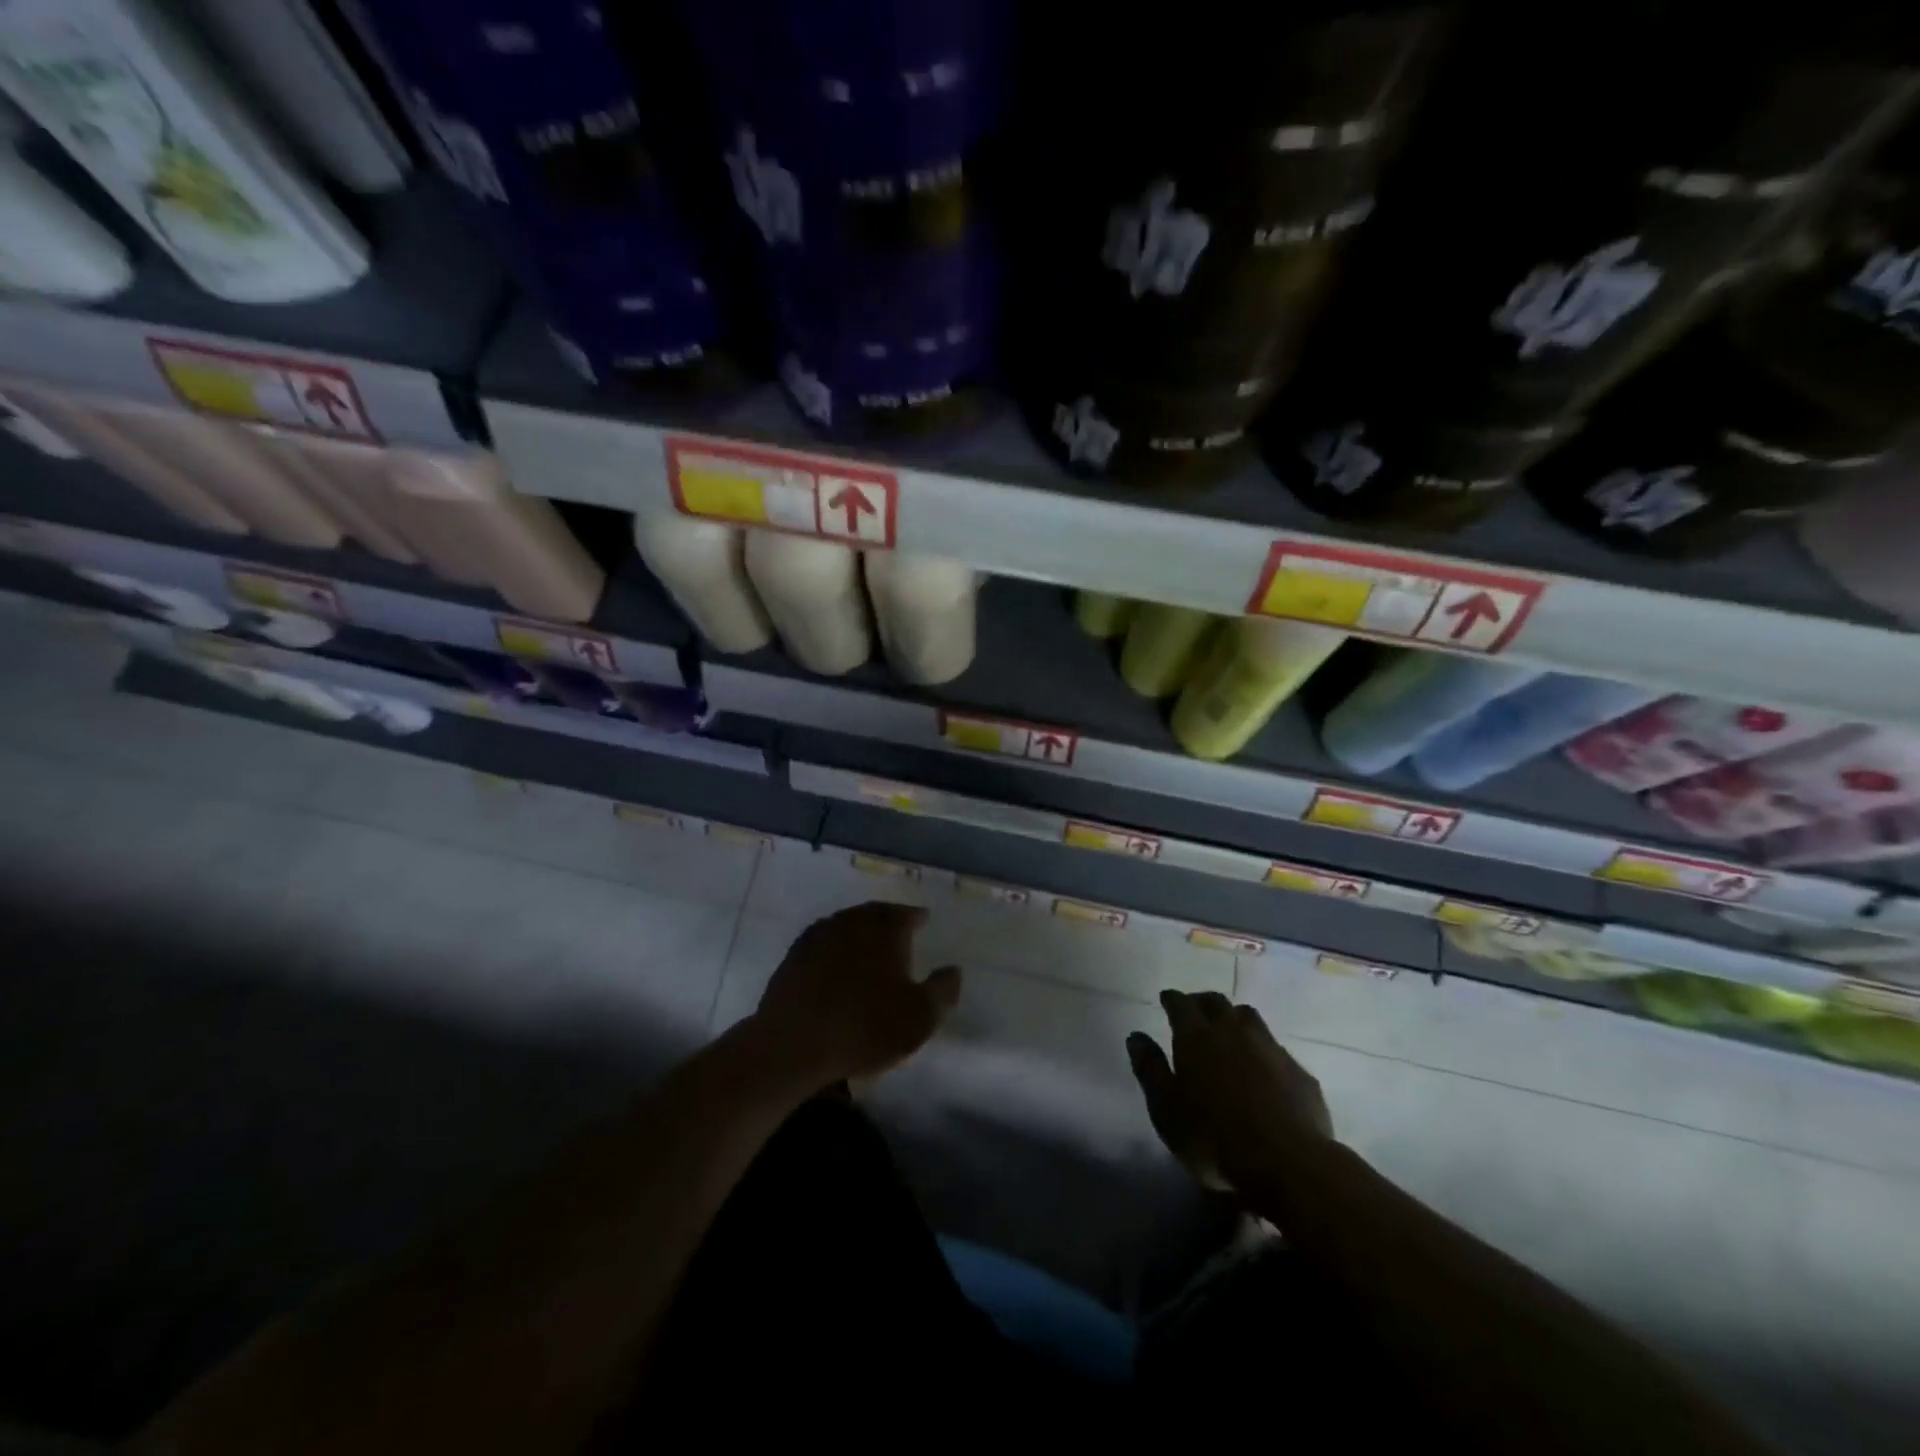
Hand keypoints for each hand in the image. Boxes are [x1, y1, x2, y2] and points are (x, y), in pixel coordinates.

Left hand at [753, 902, 960, 1087]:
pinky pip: (821, 942)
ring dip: (858, 930)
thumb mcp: (919, 1017)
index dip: (916, 917)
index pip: (906, 913)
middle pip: (874, 913)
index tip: (923, 921)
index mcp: (885, 929)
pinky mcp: (793, 956)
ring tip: (867, 944)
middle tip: (897, 928)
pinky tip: (835, 963)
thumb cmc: (866, 1028)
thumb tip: (954, 970)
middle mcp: (852, 922)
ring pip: (845, 924)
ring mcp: (818, 936)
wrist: (794, 1044)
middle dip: (887, 918)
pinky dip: (833, 947)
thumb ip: (942, 991)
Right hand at [1127, 990, 1331, 1192]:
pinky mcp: (1297, 1071)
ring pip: (1248, 1016)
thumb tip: (1136, 1037)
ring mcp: (1269, 1048)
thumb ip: (1150, 1069)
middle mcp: (1233, 1031)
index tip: (1166, 999)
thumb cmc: (1214, 1139)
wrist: (1289, 1164)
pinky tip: (1261, 1067)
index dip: (1172, 999)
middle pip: (1216, 1002)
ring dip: (1234, 1017)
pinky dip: (1261, 1048)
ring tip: (1228, 1031)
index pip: (1181, 1003)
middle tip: (1194, 1011)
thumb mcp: (1166, 1110)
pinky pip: (1274, 1046)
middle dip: (1202, 1002)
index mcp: (1196, 1038)